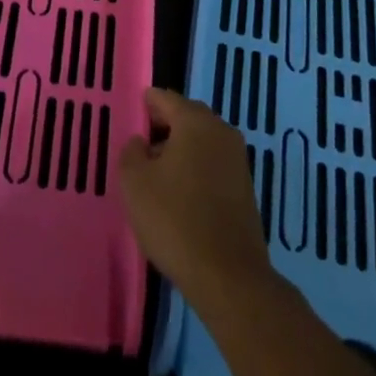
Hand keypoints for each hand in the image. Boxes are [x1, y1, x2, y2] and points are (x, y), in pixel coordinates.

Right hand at [118, 88, 277, 317]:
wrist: (228, 276)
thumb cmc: (175, 220)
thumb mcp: (135, 183)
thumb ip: (132, 152)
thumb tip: (142, 143)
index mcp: (196, 121)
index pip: (165, 98)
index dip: (145, 106)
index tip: (130, 120)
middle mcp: (221, 131)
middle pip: (187, 117)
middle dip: (163, 128)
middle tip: (140, 149)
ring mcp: (238, 160)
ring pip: (201, 142)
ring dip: (180, 151)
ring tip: (157, 177)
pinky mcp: (245, 188)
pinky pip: (213, 165)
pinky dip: (196, 170)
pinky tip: (180, 196)